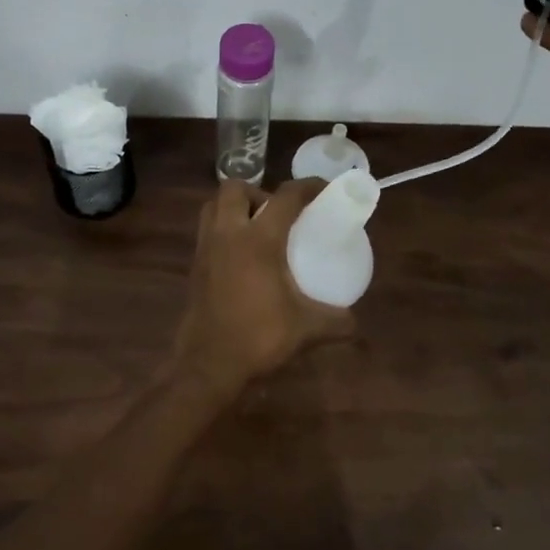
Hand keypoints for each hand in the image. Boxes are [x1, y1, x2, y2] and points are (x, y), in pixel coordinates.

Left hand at [172, 178, 354, 393]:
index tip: (324, 189)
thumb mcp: (306, 329)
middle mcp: (228, 234)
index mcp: (258, 240)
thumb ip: (337, 321)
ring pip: (213, 206)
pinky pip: (206, 231)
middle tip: (277, 214)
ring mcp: (206, 248)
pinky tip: (241, 257)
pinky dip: (223, 230)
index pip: (285, 197)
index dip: (308, 186)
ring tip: (256, 228)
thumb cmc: (258, 337)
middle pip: (235, 188)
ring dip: (234, 207)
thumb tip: (355, 321)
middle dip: (258, 191)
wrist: (208, 364)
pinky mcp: (194, 266)